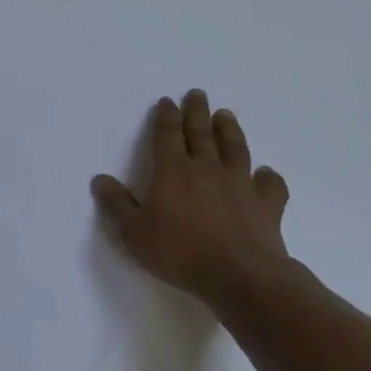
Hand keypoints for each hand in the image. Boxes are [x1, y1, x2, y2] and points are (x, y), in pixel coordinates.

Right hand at [91, 90, 292, 310]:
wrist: (240, 276)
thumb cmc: (180, 252)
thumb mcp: (134, 232)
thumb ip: (116, 204)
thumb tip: (100, 179)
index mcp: (173, 172)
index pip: (167, 135)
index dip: (166, 117)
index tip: (167, 101)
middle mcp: (207, 169)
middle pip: (201, 133)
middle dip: (197, 112)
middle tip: (198, 94)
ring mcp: (240, 185)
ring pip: (235, 149)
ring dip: (229, 130)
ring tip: (226, 115)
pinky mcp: (267, 205)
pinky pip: (270, 185)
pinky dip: (268, 176)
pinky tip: (265, 173)